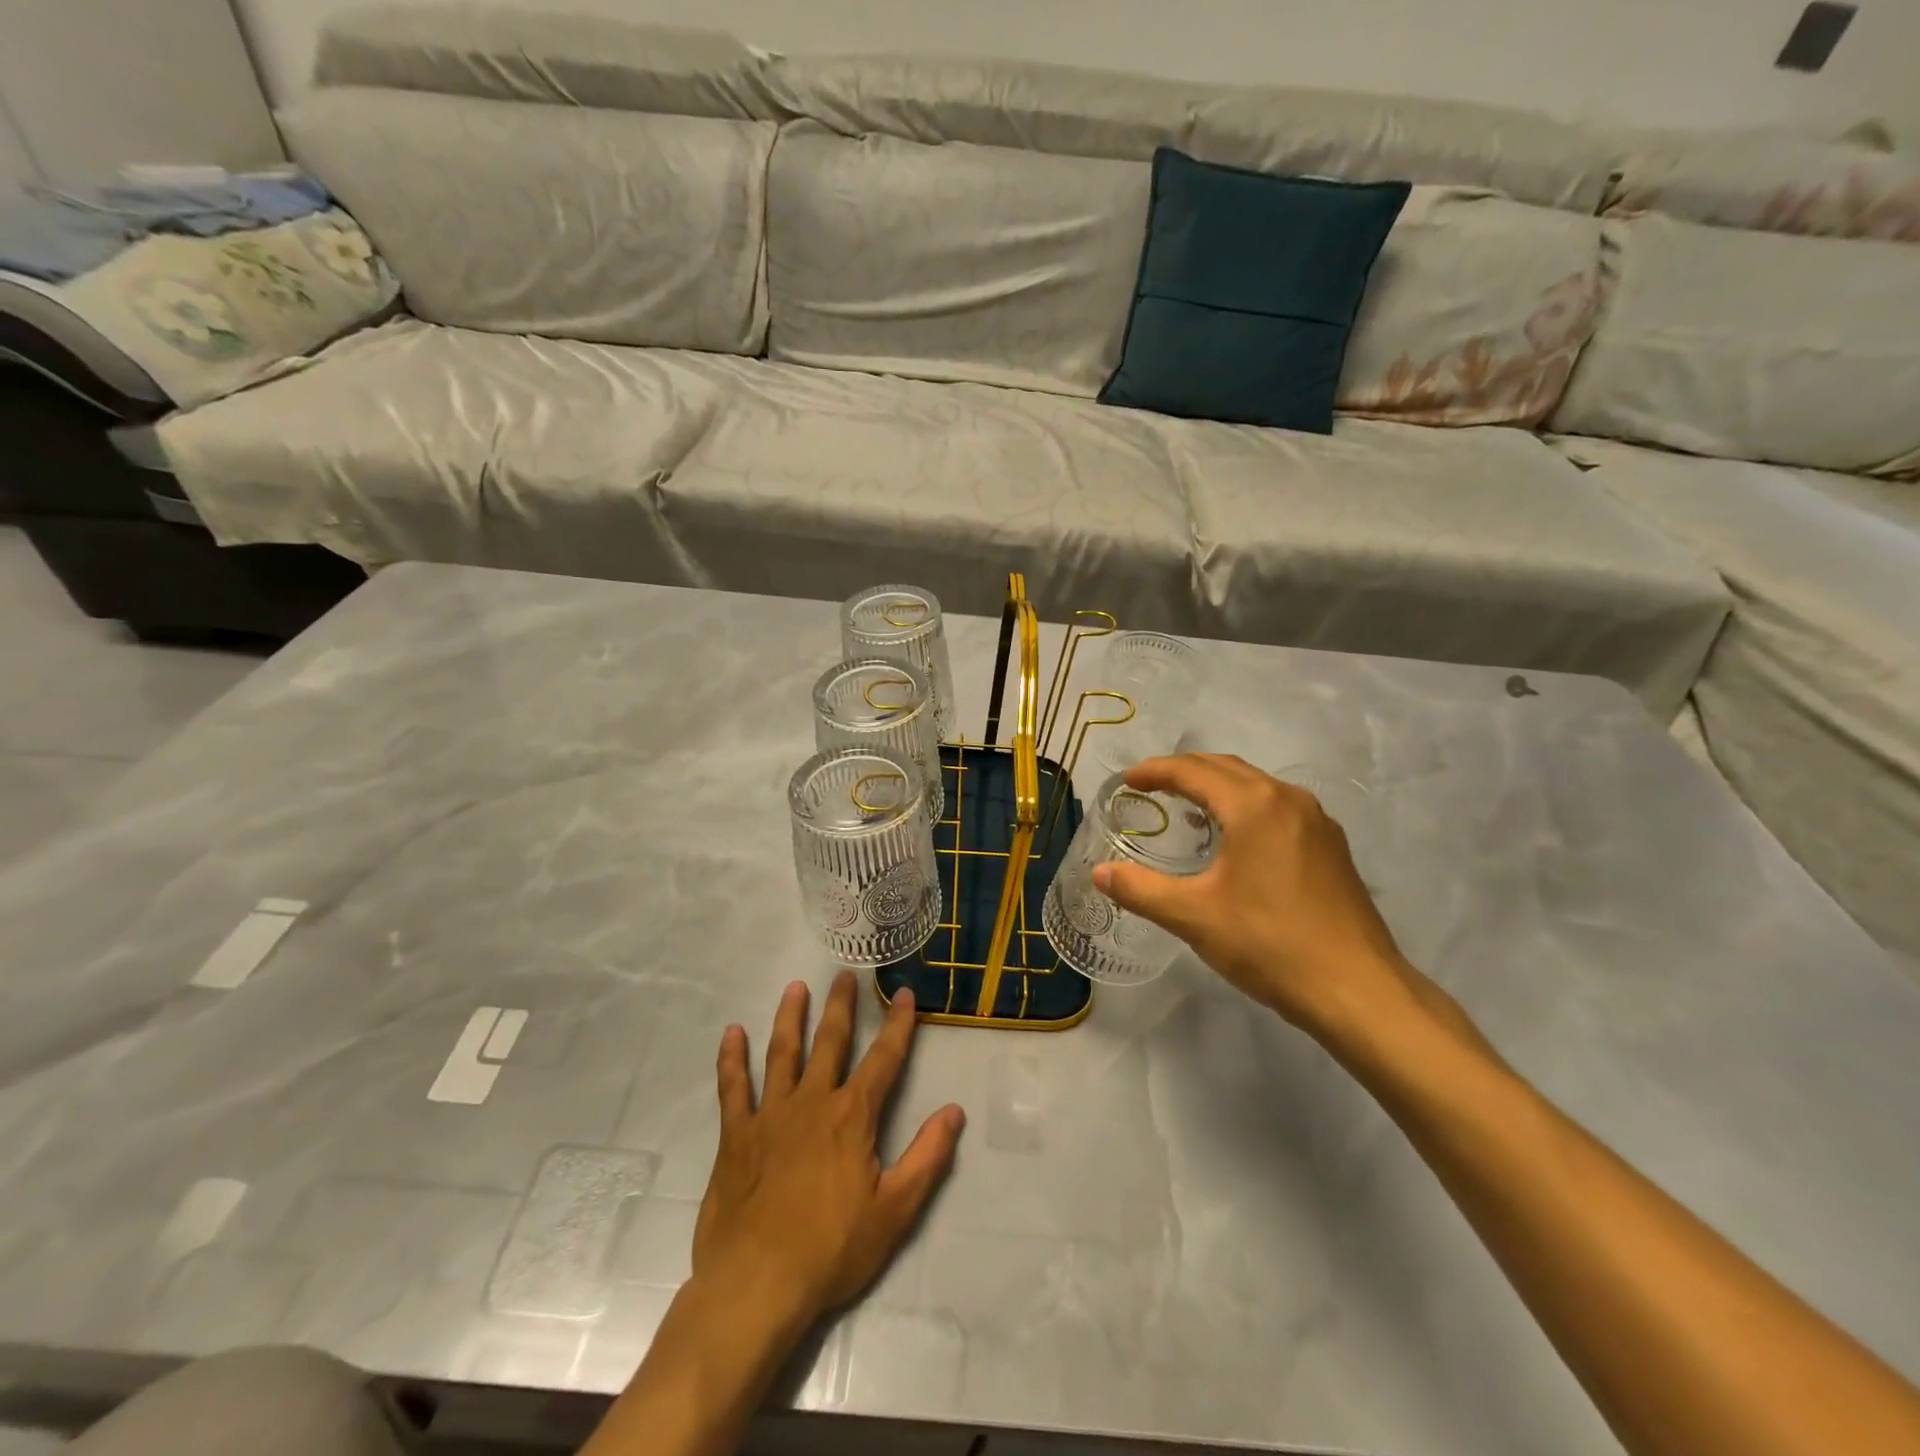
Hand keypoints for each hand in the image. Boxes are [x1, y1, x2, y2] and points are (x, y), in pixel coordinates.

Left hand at [692, 973, 965, 1329]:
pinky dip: (732, 1059)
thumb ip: (927, 1157)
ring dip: (790, 1017)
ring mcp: (770, 1114)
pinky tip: (732, 1034)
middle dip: (840, 1006)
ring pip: (782, 1053)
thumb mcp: (895, 1210)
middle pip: (830, 1041)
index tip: (904, 994)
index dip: (898, 1025)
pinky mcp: (736, 1135)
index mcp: (853, 1116)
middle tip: (844, 974)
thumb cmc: (832, 1250)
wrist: (757, 1285)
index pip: (884, 1059)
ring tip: (795, 987)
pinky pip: (733, 1088)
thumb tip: (954, 1112)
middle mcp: (813, 1101)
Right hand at [1093, 754, 1418, 1033]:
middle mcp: (1288, 800)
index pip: (1193, 771)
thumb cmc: (1269, 944)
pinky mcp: (1331, 847)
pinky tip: (1234, 838)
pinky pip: (1277, 807)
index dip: (1155, 771)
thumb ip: (1140, 889)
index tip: (1127, 781)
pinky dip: (1244, 806)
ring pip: (1255, 785)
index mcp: (1253, 806)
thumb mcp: (1194, 917)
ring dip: (1216, 786)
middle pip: (1226, 768)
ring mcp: (1316, 822)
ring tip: (1186, 806)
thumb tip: (1099, 873)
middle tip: (1150, 787)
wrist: (1358, 990)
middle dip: (1184, 771)